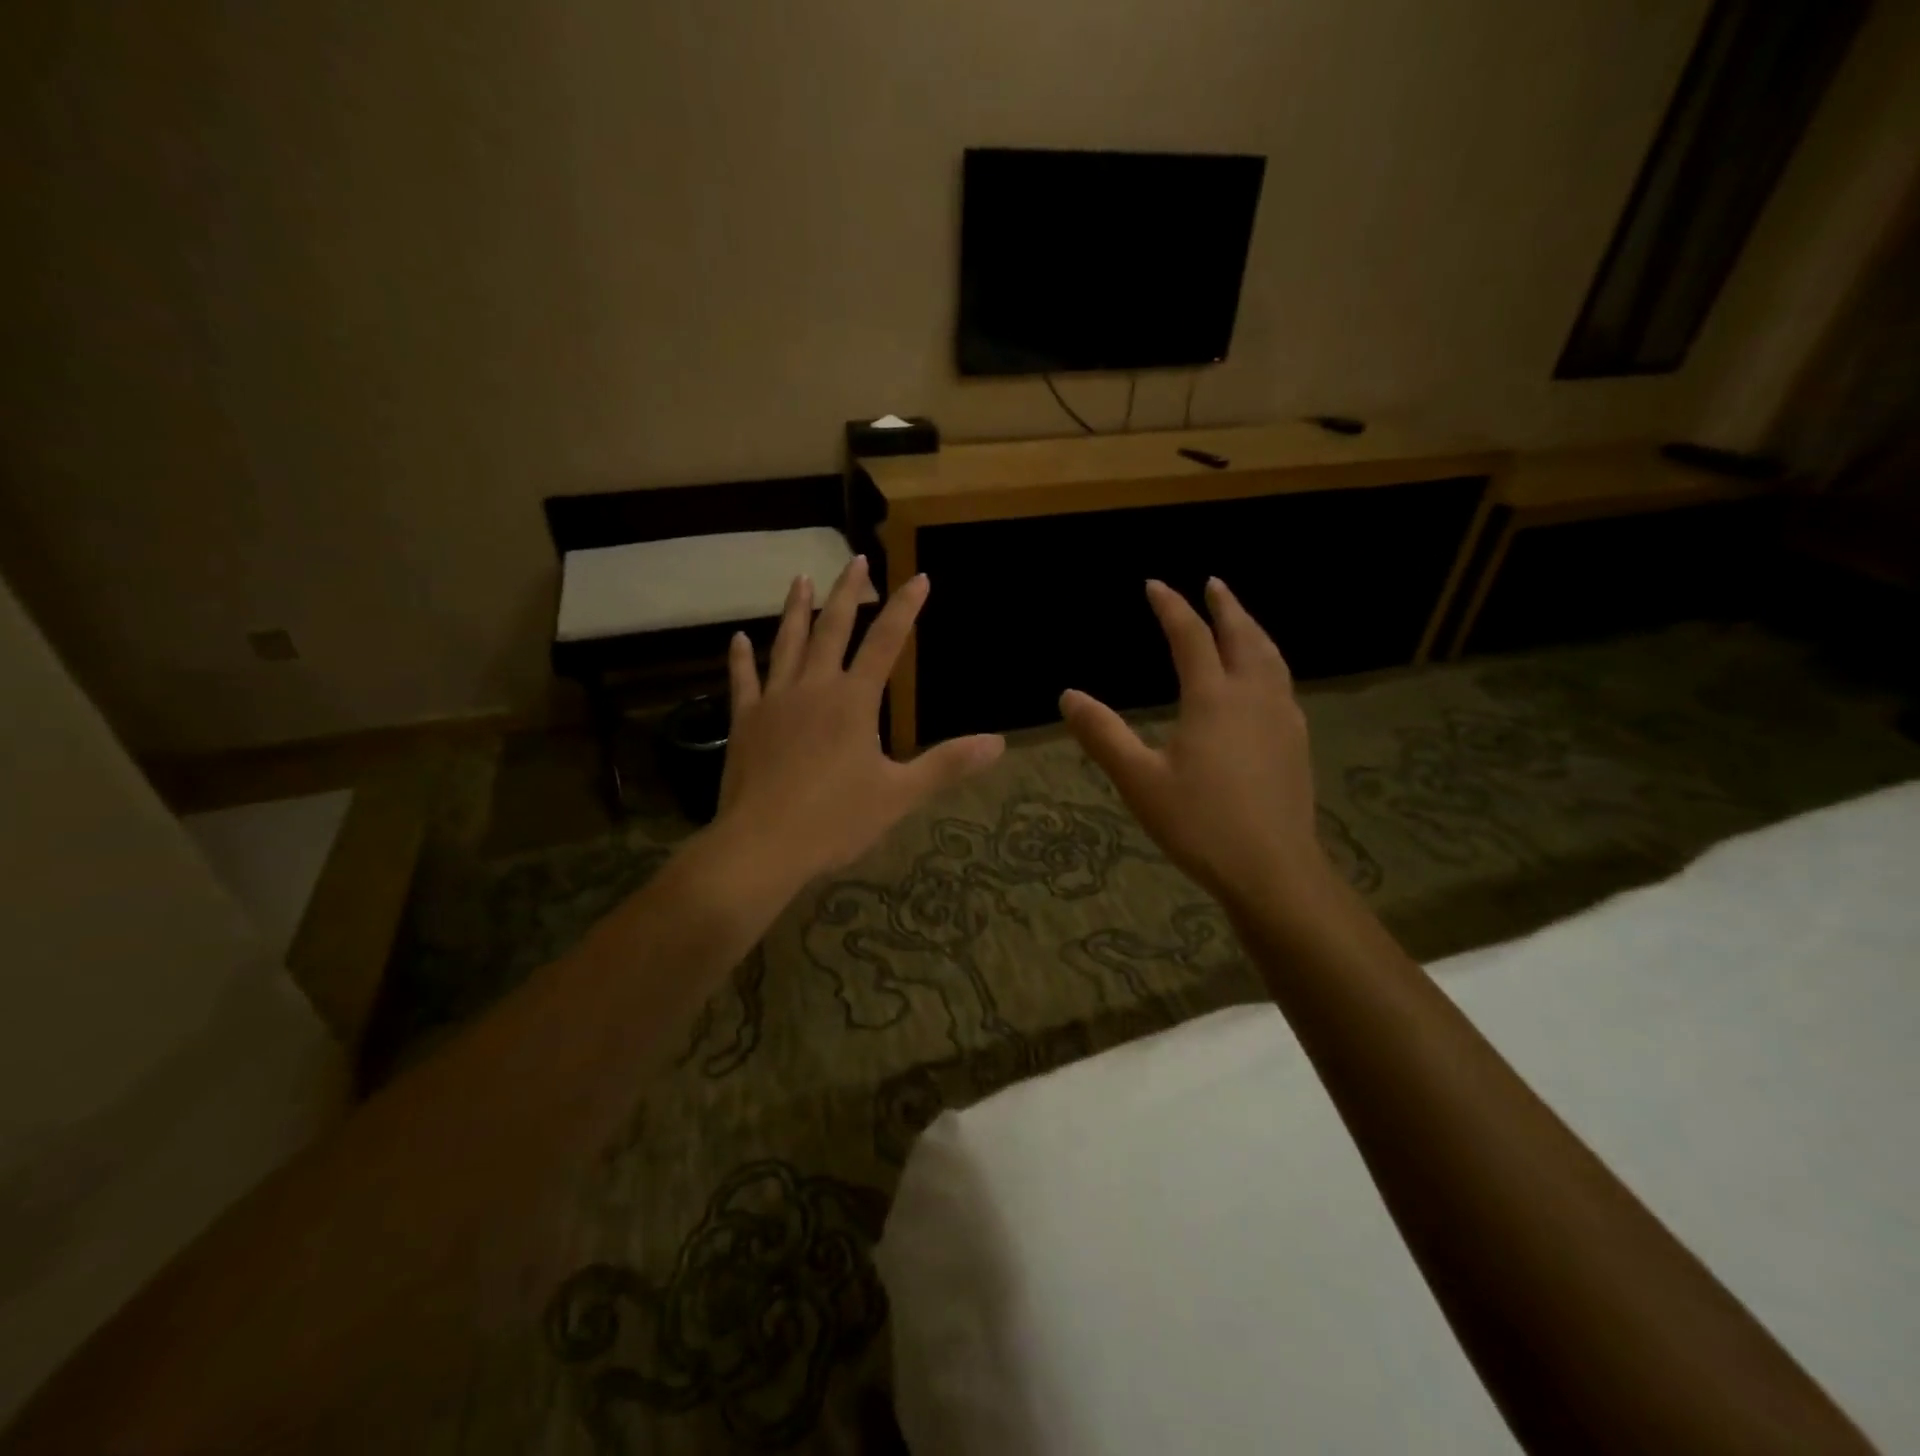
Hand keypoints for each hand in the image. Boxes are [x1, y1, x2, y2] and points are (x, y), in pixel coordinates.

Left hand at [713, 555, 1003, 888]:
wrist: (762, 846)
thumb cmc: (835, 820)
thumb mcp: (900, 795)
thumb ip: (947, 764)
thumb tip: (998, 743)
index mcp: (854, 700)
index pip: (886, 642)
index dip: (905, 608)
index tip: (919, 577)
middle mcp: (814, 688)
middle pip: (833, 628)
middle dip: (848, 592)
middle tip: (856, 560)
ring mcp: (774, 701)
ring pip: (787, 643)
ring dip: (796, 609)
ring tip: (802, 578)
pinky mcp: (745, 722)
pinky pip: (743, 680)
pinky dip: (742, 658)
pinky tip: (739, 639)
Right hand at [1060, 578, 1331, 910]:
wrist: (1273, 869)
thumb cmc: (1199, 824)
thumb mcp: (1139, 781)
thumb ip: (1103, 734)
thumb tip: (1068, 695)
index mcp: (1213, 698)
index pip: (1190, 637)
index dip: (1171, 607)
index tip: (1154, 585)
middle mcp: (1253, 696)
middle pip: (1242, 636)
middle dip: (1226, 606)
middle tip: (1213, 583)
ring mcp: (1282, 717)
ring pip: (1271, 657)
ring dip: (1253, 629)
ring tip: (1241, 618)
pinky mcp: (1296, 741)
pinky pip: (1283, 683)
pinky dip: (1269, 662)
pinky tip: (1266, 678)